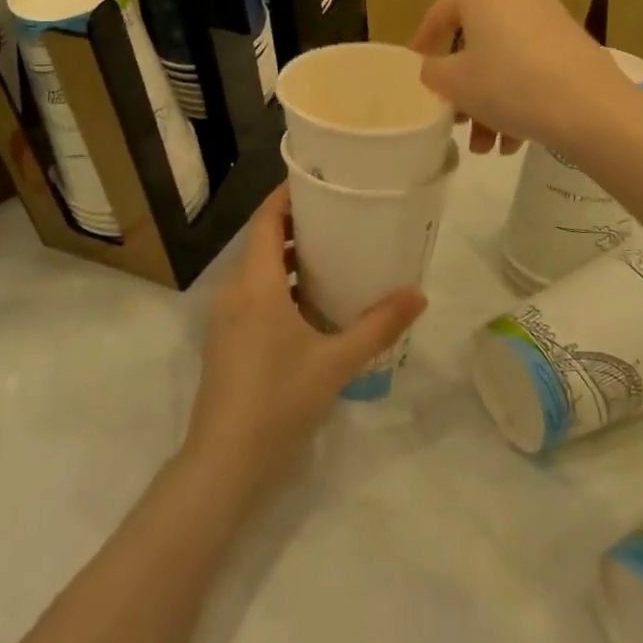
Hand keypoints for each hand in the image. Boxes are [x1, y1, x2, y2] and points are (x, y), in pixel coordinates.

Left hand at [183, 187, 425, 497]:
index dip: (286, 196)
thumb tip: (418, 295)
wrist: (224, 463)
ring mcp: (225, 318)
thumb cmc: (279, 400)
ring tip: (330, 255)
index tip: (316, 180)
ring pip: (257, 271)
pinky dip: (278, 286)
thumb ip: (378, 326)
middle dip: (295, 225)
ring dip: (287, 258)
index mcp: (256, 284)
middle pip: (261, 241)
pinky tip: (309, 304)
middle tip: (337, 216)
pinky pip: (252, 296)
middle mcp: (235, 291)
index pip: (265, 220)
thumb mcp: (336, 362)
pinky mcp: (225, 341)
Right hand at [410, 0, 631, 155]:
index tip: (415, 70)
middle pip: (476, 41)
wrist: (591, 108)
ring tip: (487, 147)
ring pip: (505, 58)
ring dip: (490, 102)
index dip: (423, 45)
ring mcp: (550, 14)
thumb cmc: (509, 84)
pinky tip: (515, 141)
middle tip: (456, 119)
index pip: (439, 14)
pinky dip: (519, 96)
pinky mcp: (574, 40)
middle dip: (464, 87)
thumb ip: (432, 71)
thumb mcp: (453, 82)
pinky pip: (532, 64)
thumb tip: (435, 69)